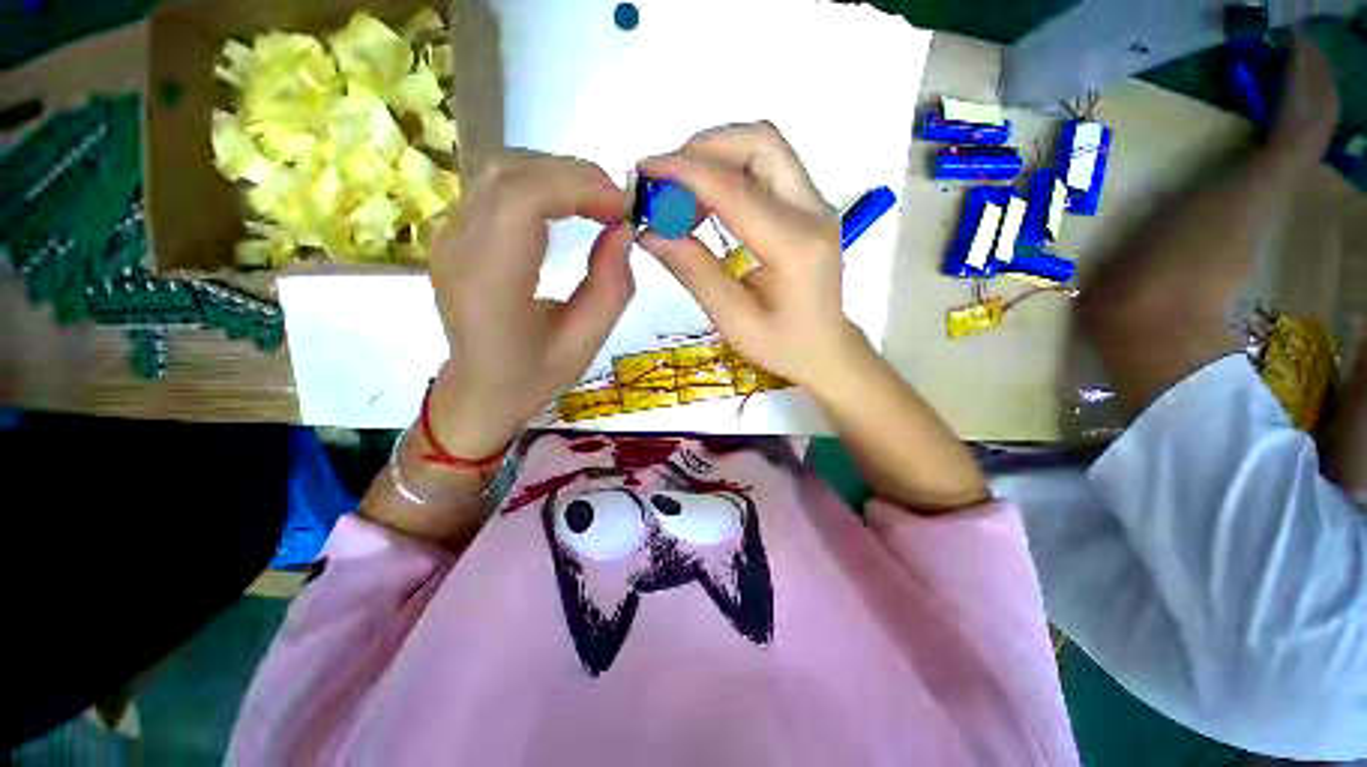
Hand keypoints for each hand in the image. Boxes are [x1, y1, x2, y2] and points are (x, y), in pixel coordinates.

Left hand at [428, 151, 633, 456]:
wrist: (480, 389)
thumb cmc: (535, 375)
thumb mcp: (586, 342)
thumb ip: (611, 286)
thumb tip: (623, 229)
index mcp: (491, 286)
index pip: (522, 201)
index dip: (578, 187)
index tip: (622, 207)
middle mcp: (459, 250)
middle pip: (511, 175)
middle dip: (575, 176)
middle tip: (617, 204)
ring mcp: (448, 237)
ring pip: (501, 171)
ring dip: (557, 174)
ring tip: (597, 203)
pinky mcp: (453, 233)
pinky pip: (496, 186)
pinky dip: (539, 183)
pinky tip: (566, 205)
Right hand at [636, 121, 869, 392]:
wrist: (826, 349)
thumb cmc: (782, 346)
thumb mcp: (733, 319)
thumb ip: (694, 271)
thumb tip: (649, 232)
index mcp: (795, 246)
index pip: (735, 188)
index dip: (684, 172)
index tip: (644, 172)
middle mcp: (813, 212)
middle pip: (760, 143)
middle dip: (703, 151)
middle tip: (666, 185)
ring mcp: (815, 204)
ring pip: (763, 148)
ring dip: (716, 159)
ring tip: (683, 200)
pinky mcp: (808, 206)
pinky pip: (766, 168)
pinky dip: (729, 173)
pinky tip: (707, 205)